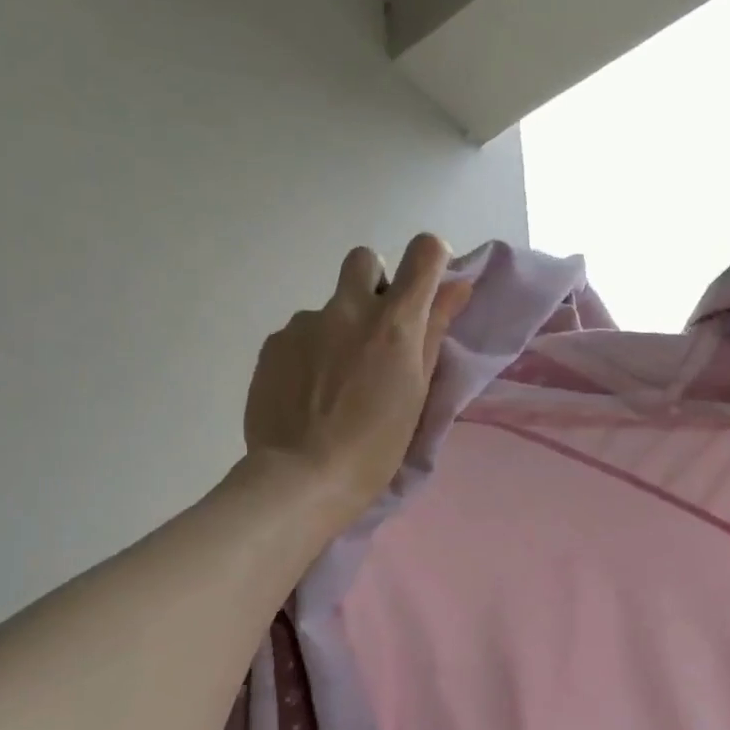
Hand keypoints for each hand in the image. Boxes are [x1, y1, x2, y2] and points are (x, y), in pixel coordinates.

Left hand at [243, 233, 473, 523]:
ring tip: (334, 382)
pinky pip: (299, 333)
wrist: (303, 477)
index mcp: (394, 323)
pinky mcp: (274, 343)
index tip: (426, 286)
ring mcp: (305, 323)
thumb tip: (456, 287)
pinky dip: (308, 353)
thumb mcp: (417, 392)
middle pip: (364, 260)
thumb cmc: (376, 446)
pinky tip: (307, 392)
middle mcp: (348, 309)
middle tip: (375, 333)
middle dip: (374, 284)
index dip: (430, 260)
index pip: (424, 252)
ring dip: (338, 329)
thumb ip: (433, 332)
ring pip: (328, 307)